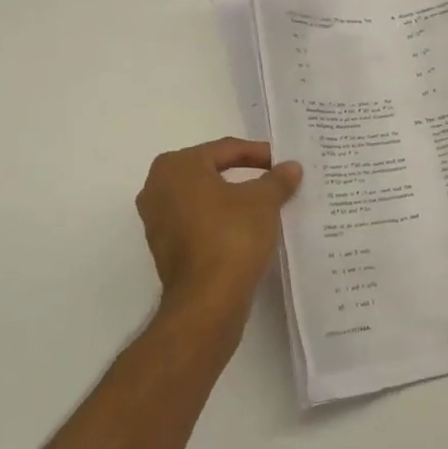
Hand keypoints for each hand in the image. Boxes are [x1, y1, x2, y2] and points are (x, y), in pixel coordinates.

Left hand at [135, 137, 301, 310]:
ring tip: (264, 204)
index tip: (284, 163)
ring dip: (232, 199)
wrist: (208, 299)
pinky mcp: (164, 247)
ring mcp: (156, 219)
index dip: (259, 154)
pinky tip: (245, 229)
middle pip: (210, 171)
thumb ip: (277, 179)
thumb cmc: (232, 236)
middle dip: (243, 174)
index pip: (225, 149)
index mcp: (177, 166)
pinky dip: (220, 221)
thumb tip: (291, 167)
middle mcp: (157, 187)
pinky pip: (197, 222)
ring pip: (202, 198)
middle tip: (274, 178)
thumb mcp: (263, 201)